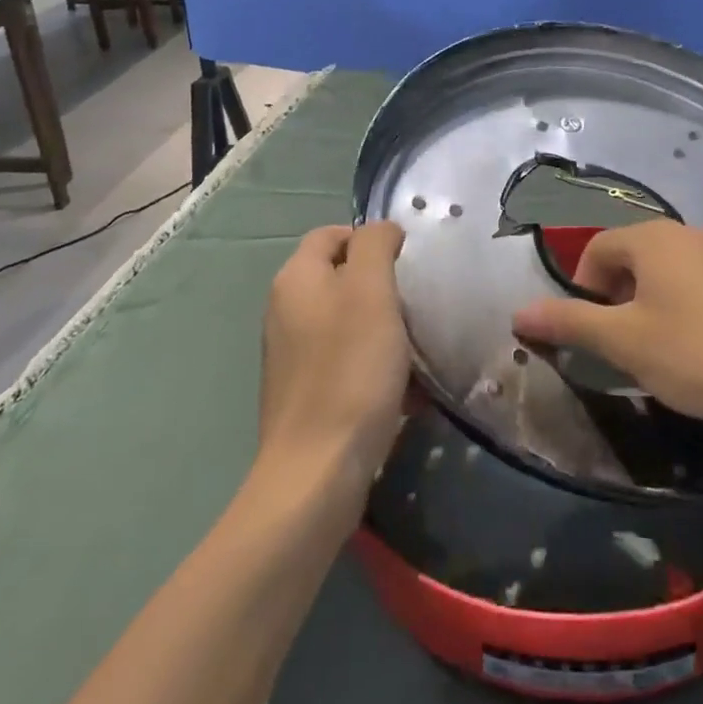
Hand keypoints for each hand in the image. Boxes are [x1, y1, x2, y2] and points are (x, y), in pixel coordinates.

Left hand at [256, 223, 410, 502]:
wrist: (317, 472)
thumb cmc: (350, 370)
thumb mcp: (371, 291)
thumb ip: (375, 245)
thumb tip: (381, 231)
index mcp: (296, 279)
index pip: (332, 233)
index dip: (371, 239)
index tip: (408, 264)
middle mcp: (285, 310)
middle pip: (341, 277)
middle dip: (382, 287)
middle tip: (416, 305)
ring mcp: (291, 354)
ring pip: (348, 321)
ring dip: (384, 328)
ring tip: (417, 349)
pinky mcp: (304, 392)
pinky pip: (345, 360)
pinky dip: (374, 365)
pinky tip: (403, 390)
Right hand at [511, 221, 702, 445]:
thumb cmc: (696, 357)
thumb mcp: (624, 344)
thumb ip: (569, 322)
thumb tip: (519, 313)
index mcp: (654, 239)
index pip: (599, 247)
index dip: (584, 286)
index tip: (592, 329)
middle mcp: (692, 232)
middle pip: (639, 254)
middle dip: (621, 292)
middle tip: (626, 341)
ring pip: (678, 267)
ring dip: (659, 297)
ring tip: (667, 346)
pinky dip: (698, 302)